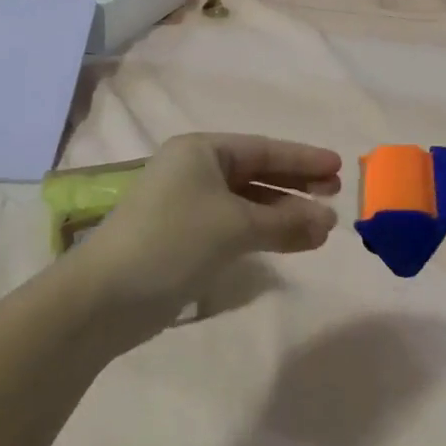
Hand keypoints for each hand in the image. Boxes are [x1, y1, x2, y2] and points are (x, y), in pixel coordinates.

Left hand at [66, 133, 341, 350]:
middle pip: (257, 173)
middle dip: (296, 185)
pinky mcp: (186, 238)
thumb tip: (329, 221)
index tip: (339, 167)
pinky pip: (236, 227)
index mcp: (201, 151)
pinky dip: (265, 233)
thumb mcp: (235, 226)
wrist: (106, 297)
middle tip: (335, 195)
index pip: (264, 149)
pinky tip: (294, 244)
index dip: (303, 159)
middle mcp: (194, 171)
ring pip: (248, 203)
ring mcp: (188, 206)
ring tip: (324, 226)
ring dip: (284, 214)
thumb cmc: (172, 241)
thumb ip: (286, 222)